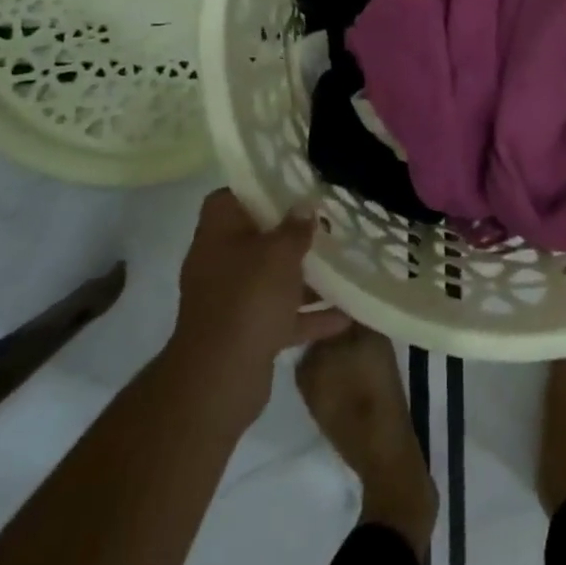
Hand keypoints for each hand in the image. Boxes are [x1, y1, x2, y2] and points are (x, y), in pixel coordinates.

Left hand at [169, 190, 350, 423]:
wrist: (221, 379)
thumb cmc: (248, 299)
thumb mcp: (279, 253)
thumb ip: (295, 227)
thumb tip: (305, 207)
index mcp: (218, 235)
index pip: (229, 198)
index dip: (257, 188)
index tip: (292, 185)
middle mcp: (220, 264)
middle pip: (256, 238)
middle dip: (290, 232)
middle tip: (327, 221)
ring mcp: (233, 301)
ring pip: (273, 278)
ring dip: (305, 274)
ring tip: (343, 262)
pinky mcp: (248, 333)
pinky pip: (284, 315)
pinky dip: (311, 314)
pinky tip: (347, 313)